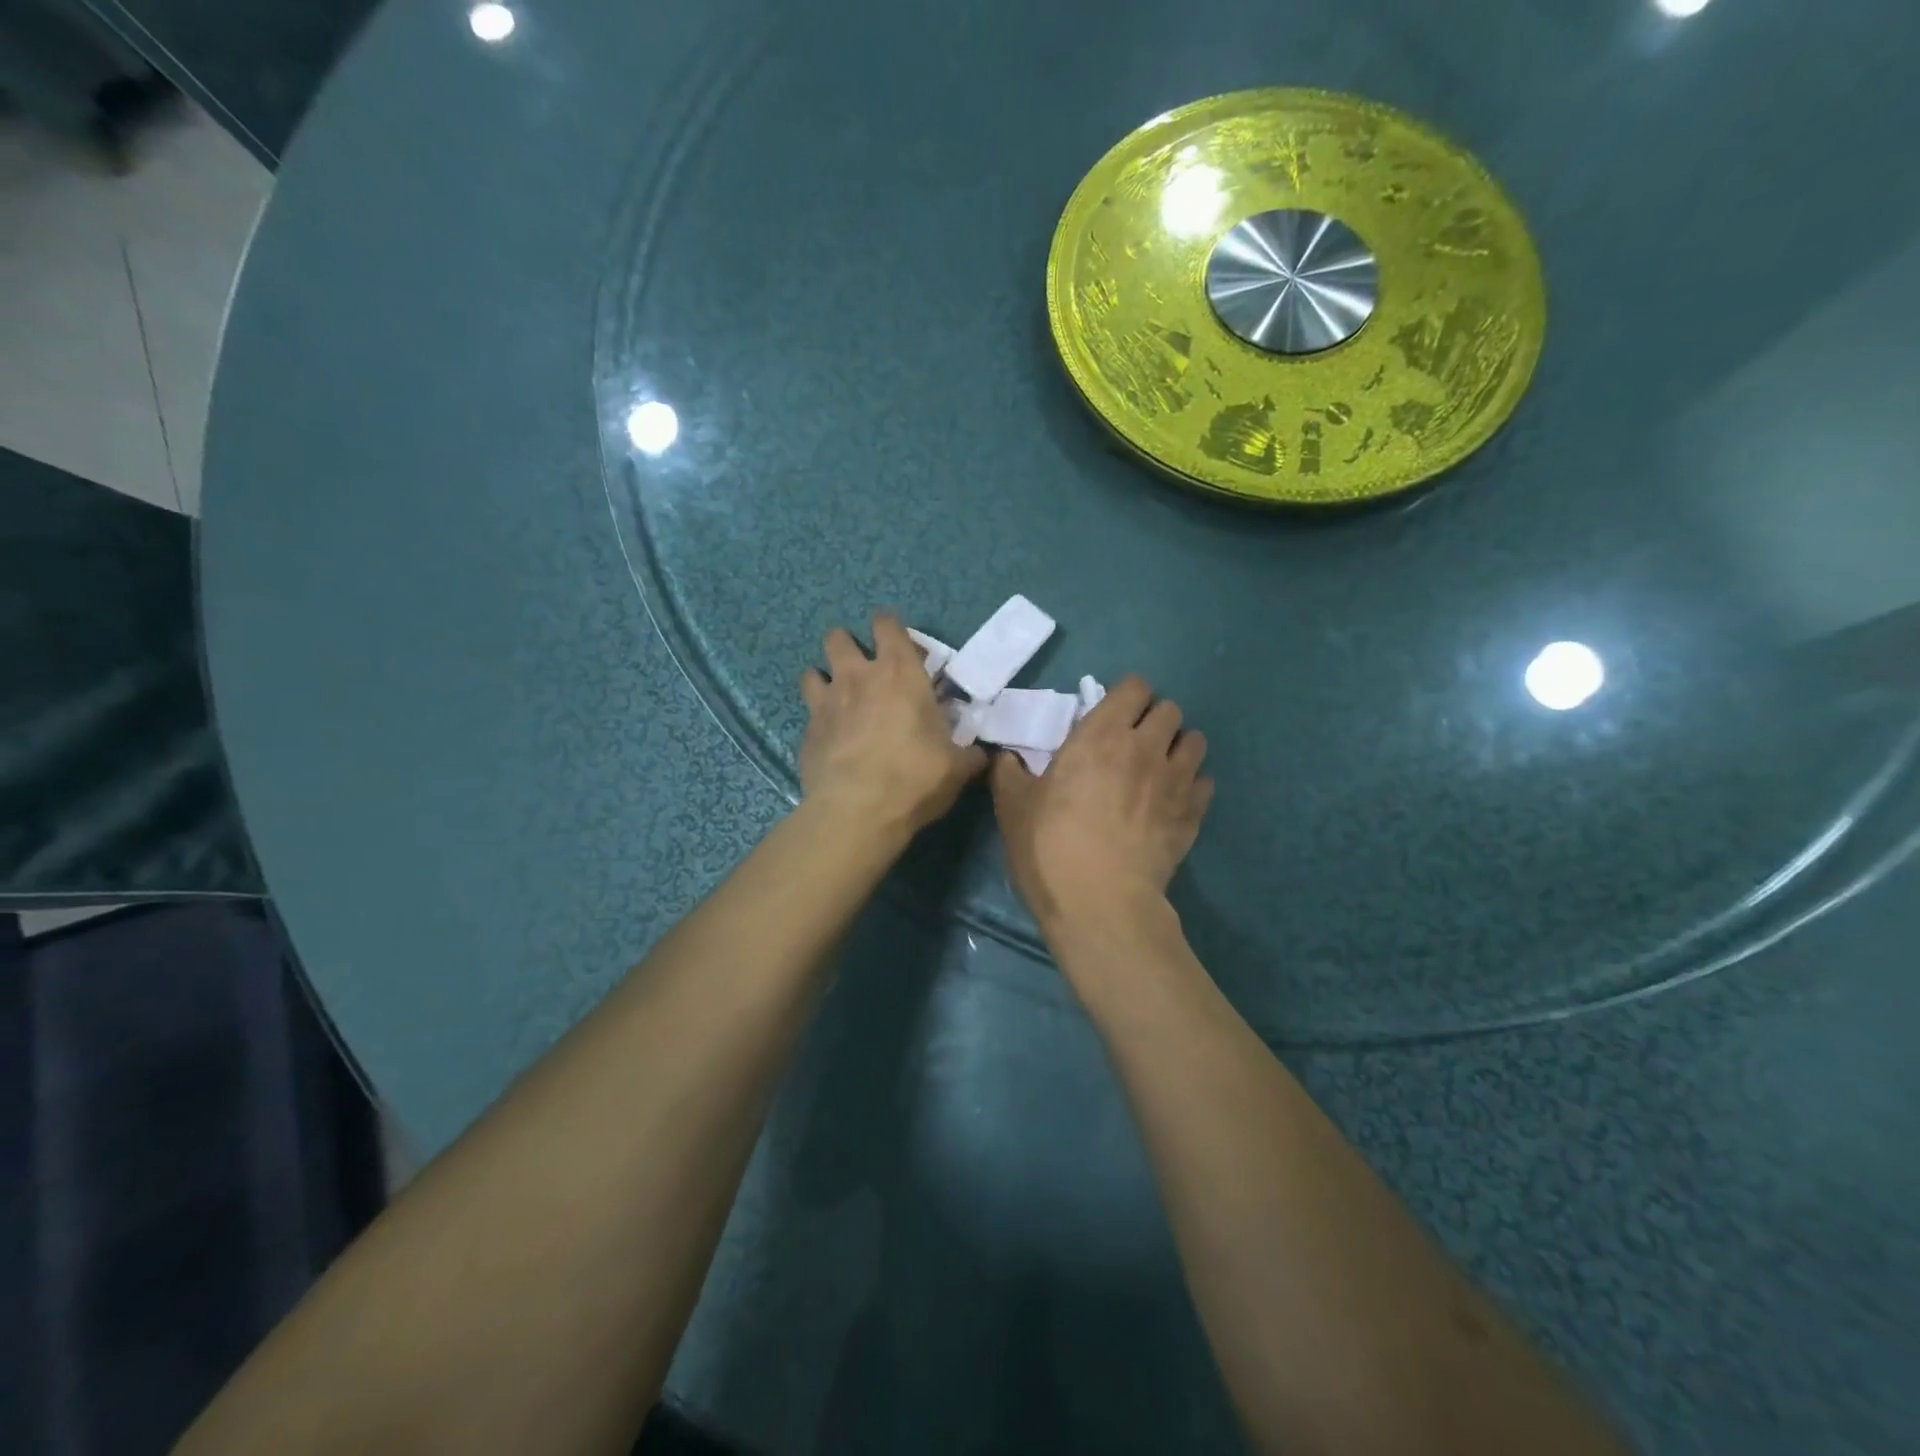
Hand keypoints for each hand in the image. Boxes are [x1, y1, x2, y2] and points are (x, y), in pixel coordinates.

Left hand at [799, 614, 987, 835]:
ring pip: (812, 671)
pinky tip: (830, 737)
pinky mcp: (806, 732)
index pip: (887, 624)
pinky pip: (808, 713)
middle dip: (847, 645)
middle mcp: (857, 677)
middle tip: (863, 668)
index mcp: (900, 673)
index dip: (889, 626)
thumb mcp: (956, 767)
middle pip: (838, 638)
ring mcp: (826, 702)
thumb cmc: (915, 777)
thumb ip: (968, 753)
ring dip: (824, 679)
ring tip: (837, 698)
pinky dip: (818, 719)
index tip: (898, 642)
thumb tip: (980, 754)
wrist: (857, 810)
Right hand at [991, 675, 1212, 928]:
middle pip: (1170, 709)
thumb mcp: (1012, 805)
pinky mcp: (1193, 814)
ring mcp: (1176, 780)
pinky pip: (1205, 782)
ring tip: (1159, 768)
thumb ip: (1009, 772)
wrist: (1100, 902)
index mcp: (1101, 734)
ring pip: (1195, 741)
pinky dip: (1192, 785)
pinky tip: (1173, 802)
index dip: (1125, 697)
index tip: (1111, 716)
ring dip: (1178, 747)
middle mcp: (1146, 747)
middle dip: (1154, 719)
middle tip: (1133, 744)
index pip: (1134, 687)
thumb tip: (1006, 758)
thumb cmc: (1050, 846)